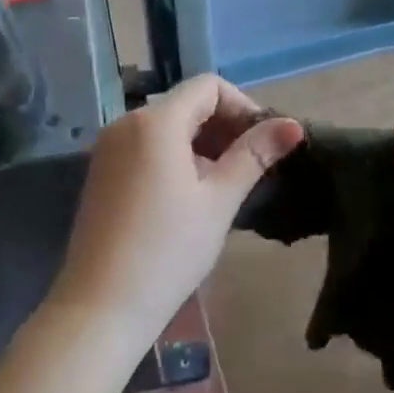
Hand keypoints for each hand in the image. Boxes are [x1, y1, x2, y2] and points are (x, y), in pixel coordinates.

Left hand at [49, 75, 303, 347]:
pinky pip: (145, 147)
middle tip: (251, 167)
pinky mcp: (100, 172)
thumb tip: (294, 125)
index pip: (208, 86)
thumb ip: (254, 155)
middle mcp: (125, 123)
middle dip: (223, 126)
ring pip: (166, 126)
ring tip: (224, 185)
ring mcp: (108, 147)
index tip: (263, 144)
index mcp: (155, 121)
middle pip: (186, 104)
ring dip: (201, 143)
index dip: (243, 106)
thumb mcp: (218, 201)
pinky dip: (174, 156)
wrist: (99, 306)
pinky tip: (189, 196)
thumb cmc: (167, 251)